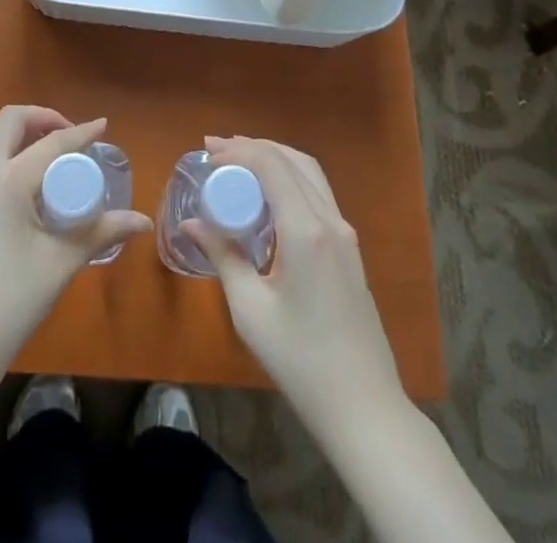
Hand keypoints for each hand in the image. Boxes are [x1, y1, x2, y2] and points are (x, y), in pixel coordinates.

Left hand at [0, 106, 151, 386]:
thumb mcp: (59, 265)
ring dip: (16, 133)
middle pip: (10, 121)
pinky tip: (23, 186)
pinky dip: (2, 153)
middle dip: (42, 118)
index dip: (81, 132)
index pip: (52, 143)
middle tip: (69, 138)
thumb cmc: (8, 304)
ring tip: (45, 155)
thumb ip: (99, 234)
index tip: (103, 125)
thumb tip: (141, 222)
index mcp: (9, 180)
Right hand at [185, 136, 407, 433]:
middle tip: (216, 150)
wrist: (364, 408)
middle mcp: (330, 220)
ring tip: (238, 162)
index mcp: (305, 230)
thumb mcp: (250, 310)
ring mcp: (345, 233)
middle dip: (253, 147)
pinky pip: (318, 194)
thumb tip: (192, 223)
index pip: (270, 165)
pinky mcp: (349, 248)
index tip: (206, 156)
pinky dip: (290, 178)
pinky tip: (268, 196)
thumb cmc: (301, 360)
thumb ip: (223, 256)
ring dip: (274, 158)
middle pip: (292, 160)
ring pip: (310, 173)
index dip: (237, 151)